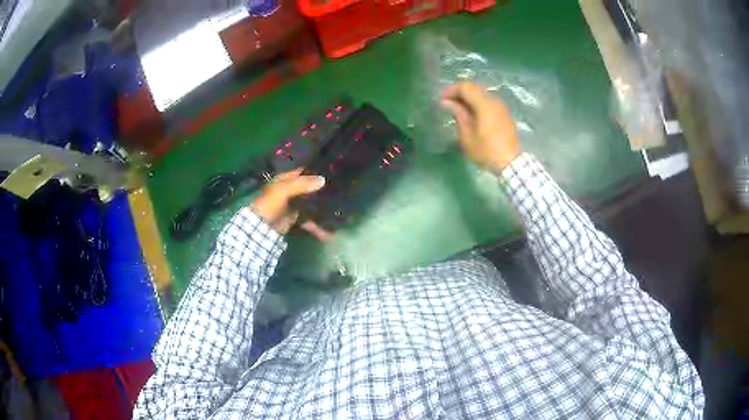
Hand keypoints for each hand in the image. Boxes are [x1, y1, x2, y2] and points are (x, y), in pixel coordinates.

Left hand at [251, 169, 332, 240]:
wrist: (260, 228)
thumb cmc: (270, 203)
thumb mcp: (284, 190)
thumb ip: (302, 184)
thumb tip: (323, 179)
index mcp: (285, 180)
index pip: (303, 172)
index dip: (315, 172)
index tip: (331, 173)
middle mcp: (290, 190)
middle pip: (309, 189)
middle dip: (322, 191)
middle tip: (339, 192)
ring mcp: (293, 205)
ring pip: (311, 205)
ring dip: (322, 210)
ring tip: (338, 214)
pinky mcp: (295, 219)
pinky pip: (309, 221)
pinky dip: (317, 227)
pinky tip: (327, 234)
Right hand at [441, 82, 520, 172]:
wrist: (511, 163)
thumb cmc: (486, 151)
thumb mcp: (467, 135)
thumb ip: (458, 114)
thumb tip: (446, 102)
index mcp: (485, 104)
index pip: (466, 87)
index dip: (452, 90)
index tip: (441, 99)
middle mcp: (494, 101)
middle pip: (475, 89)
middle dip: (460, 93)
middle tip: (448, 104)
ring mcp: (501, 107)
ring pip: (482, 95)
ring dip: (469, 99)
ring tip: (458, 110)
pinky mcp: (505, 115)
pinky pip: (489, 103)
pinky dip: (478, 105)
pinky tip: (472, 115)